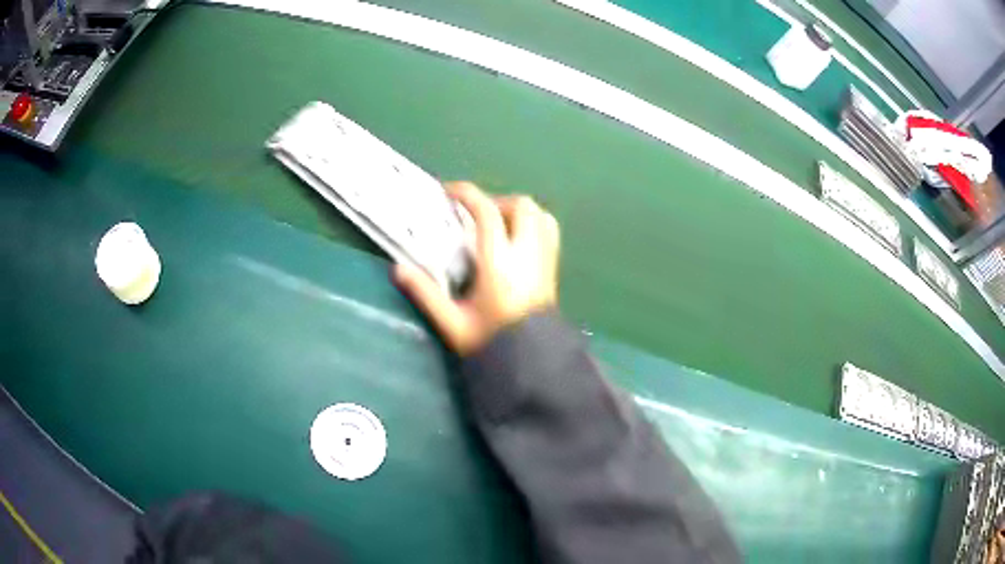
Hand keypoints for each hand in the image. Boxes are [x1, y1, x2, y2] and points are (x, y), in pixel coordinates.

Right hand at [394, 182, 559, 355]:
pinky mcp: (553, 267)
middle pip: (521, 205)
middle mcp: (527, 255)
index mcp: (500, 265)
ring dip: (516, 210)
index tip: (448, 191)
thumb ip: (426, 294)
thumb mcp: (452, 323)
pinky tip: (517, 238)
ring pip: (539, 213)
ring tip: (496, 226)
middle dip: (495, 201)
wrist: (531, 362)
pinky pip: (549, 229)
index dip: (467, 194)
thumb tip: (398, 270)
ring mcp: (545, 259)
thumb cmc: (491, 343)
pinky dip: (533, 222)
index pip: (488, 214)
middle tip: (475, 217)